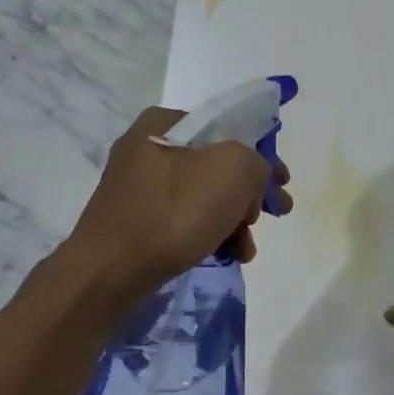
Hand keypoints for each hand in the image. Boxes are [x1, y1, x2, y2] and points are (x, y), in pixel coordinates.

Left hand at [71, 107, 293, 295]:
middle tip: (273, 214)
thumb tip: (253, 177)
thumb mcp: (234, 169)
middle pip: (218, 166)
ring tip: (247, 248)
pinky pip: (185, 221)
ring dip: (235, 221)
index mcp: (164, 123)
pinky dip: (210, 234)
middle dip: (250, 194)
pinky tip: (227, 255)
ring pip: (205, 197)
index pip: (228, 128)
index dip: (263, 154)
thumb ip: (257, 161)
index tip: (282, 183)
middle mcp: (147, 148)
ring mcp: (139, 188)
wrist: (111, 271)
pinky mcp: (136, 222)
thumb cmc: (174, 211)